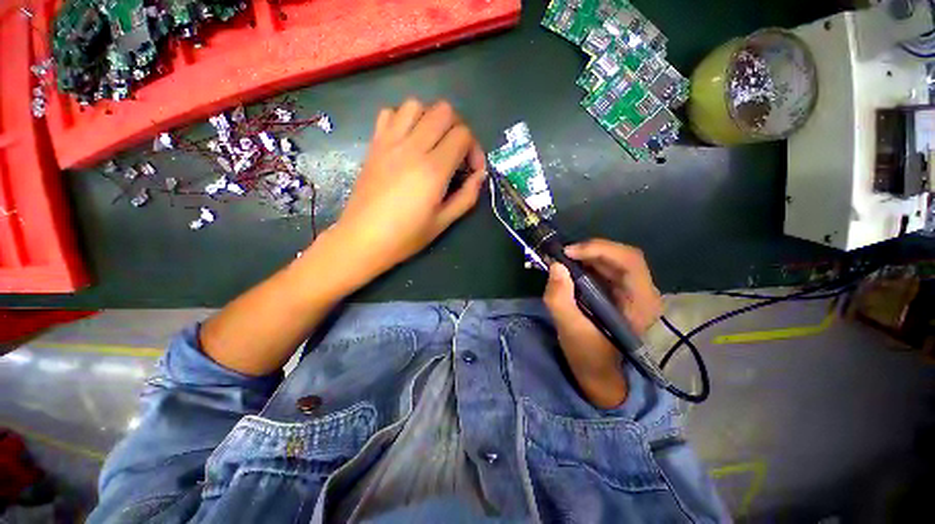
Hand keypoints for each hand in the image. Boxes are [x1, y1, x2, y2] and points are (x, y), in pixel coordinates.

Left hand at [328, 99, 486, 282]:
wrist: (362, 239)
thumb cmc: (406, 236)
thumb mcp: (443, 222)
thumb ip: (467, 196)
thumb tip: (479, 176)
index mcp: (433, 170)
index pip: (463, 135)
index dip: (475, 149)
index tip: (472, 170)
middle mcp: (412, 148)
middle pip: (443, 111)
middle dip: (458, 129)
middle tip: (456, 154)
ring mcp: (390, 142)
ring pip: (416, 105)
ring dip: (431, 120)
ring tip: (433, 144)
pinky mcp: (374, 144)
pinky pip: (390, 113)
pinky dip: (404, 119)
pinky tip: (408, 141)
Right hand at [543, 239, 662, 407]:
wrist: (599, 373)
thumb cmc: (589, 355)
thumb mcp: (570, 329)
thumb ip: (560, 298)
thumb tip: (555, 265)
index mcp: (640, 303)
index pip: (629, 261)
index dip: (599, 250)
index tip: (568, 253)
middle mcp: (642, 292)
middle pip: (621, 256)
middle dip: (590, 250)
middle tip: (562, 254)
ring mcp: (632, 290)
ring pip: (612, 259)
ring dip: (586, 255)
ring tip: (562, 259)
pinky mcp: (619, 291)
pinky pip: (604, 267)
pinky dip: (585, 263)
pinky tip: (570, 267)